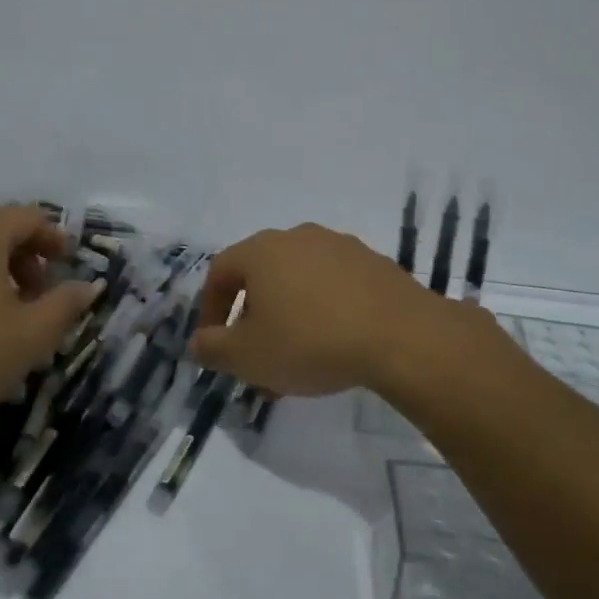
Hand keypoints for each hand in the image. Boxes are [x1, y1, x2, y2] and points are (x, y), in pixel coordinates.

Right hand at [188, 223, 472, 395]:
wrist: (400, 336)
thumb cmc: (310, 342)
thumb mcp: (248, 357)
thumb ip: (213, 349)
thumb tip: (198, 342)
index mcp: (262, 250)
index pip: (220, 272)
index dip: (211, 309)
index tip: (216, 344)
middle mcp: (298, 237)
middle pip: (261, 276)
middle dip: (253, 319)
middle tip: (257, 358)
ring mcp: (340, 246)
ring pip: (299, 283)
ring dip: (289, 317)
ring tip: (296, 362)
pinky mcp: (373, 263)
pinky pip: (334, 286)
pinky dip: (323, 311)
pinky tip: (334, 346)